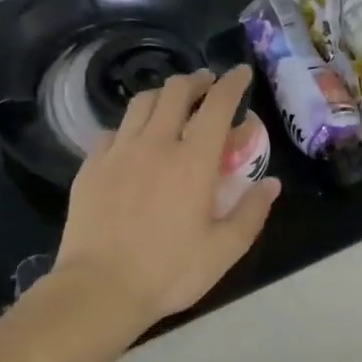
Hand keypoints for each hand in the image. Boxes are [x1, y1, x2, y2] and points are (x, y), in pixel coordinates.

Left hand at [52, 66, 279, 334]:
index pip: (217, 105)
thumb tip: (271, 183)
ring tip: (173, 104)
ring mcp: (118, 152)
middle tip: (207, 86)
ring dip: (163, 95)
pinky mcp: (91, 167)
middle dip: (196, 81)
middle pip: (175, 91)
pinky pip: (114, 130)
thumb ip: (251, 212)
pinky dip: (132, 125)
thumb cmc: (169, 271)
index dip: (232, 83)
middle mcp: (155, 144)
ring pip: (141, 103)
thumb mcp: (224, 249)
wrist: (99, 289)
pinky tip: (135, 140)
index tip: (240, 73)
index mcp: (193, 160)